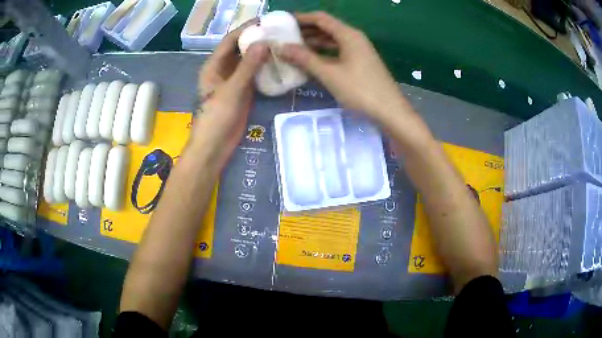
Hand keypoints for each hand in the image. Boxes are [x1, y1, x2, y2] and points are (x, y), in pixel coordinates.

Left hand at [192, 20, 267, 170]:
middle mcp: (223, 70)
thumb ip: (247, 67)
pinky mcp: (243, 92)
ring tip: (282, 43)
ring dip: (262, 53)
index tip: (265, 20)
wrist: (214, 147)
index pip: (230, 40)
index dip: (246, 28)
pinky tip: (279, 63)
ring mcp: (233, 81)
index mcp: (214, 66)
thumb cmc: (216, 118)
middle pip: (240, 49)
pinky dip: (265, 68)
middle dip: (256, 39)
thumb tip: (264, 42)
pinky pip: (254, 75)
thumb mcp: (231, 90)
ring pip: (248, 62)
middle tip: (278, 31)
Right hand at [279, 12, 402, 120]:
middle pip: (326, 28)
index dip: (301, 18)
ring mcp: (359, 51)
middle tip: (284, 37)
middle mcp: (354, 38)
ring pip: (332, 40)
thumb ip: (305, 58)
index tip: (283, 22)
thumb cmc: (360, 90)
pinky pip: (338, 52)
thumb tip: (282, 47)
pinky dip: (323, 53)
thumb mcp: (329, 74)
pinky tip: (311, 61)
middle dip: (305, 30)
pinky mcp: (361, 62)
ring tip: (293, 48)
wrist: (390, 111)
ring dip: (313, 42)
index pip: (321, 19)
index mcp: (348, 35)